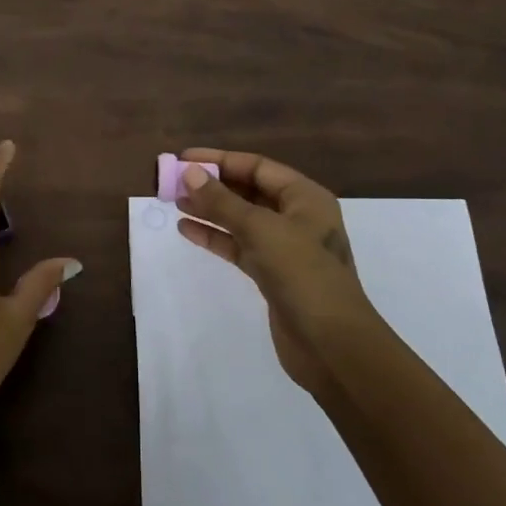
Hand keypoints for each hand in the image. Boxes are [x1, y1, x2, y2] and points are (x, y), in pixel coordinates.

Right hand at [174, 147, 383, 395]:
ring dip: (209, 209)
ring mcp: (285, 247)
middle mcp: (296, 217)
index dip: (220, 160)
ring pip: (241, 219)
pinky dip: (215, 237)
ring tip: (174, 202)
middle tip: (173, 181)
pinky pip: (239, 246)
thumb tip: (190, 173)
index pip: (257, 166)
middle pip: (248, 190)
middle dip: (212, 185)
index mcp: (304, 197)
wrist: (332, 346)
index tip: (184, 159)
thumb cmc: (303, 275)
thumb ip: (223, 201)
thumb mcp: (261, 230)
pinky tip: (187, 230)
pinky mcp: (272, 274)